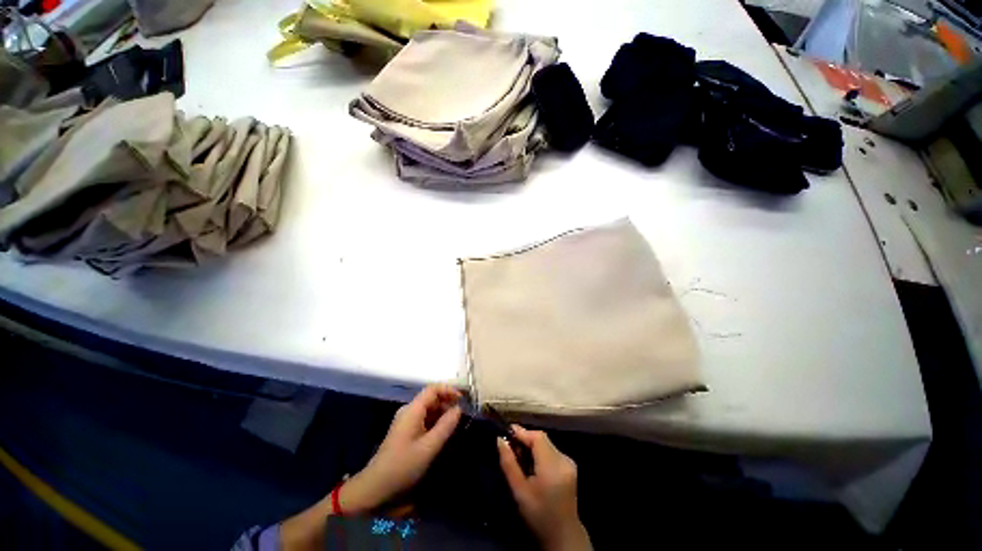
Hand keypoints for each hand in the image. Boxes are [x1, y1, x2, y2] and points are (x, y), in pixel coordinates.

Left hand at [341, 384, 461, 512]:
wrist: (376, 488)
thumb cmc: (403, 466)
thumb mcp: (429, 447)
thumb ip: (446, 425)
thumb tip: (459, 409)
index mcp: (412, 410)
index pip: (433, 389)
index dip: (449, 390)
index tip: (463, 399)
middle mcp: (409, 411)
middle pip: (431, 398)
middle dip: (448, 403)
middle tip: (463, 414)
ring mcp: (406, 422)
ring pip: (429, 410)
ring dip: (443, 413)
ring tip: (456, 424)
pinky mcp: (406, 432)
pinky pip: (424, 420)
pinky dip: (436, 422)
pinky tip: (444, 433)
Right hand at [498, 426, 591, 550]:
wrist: (563, 536)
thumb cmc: (538, 515)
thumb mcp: (519, 491)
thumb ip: (509, 463)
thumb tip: (500, 440)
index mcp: (552, 465)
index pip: (537, 437)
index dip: (522, 432)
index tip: (506, 432)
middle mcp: (563, 459)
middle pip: (542, 439)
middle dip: (525, 439)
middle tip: (510, 446)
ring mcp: (568, 463)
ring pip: (546, 444)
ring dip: (532, 446)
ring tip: (518, 456)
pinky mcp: (569, 467)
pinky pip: (551, 451)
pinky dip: (540, 453)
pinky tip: (531, 464)